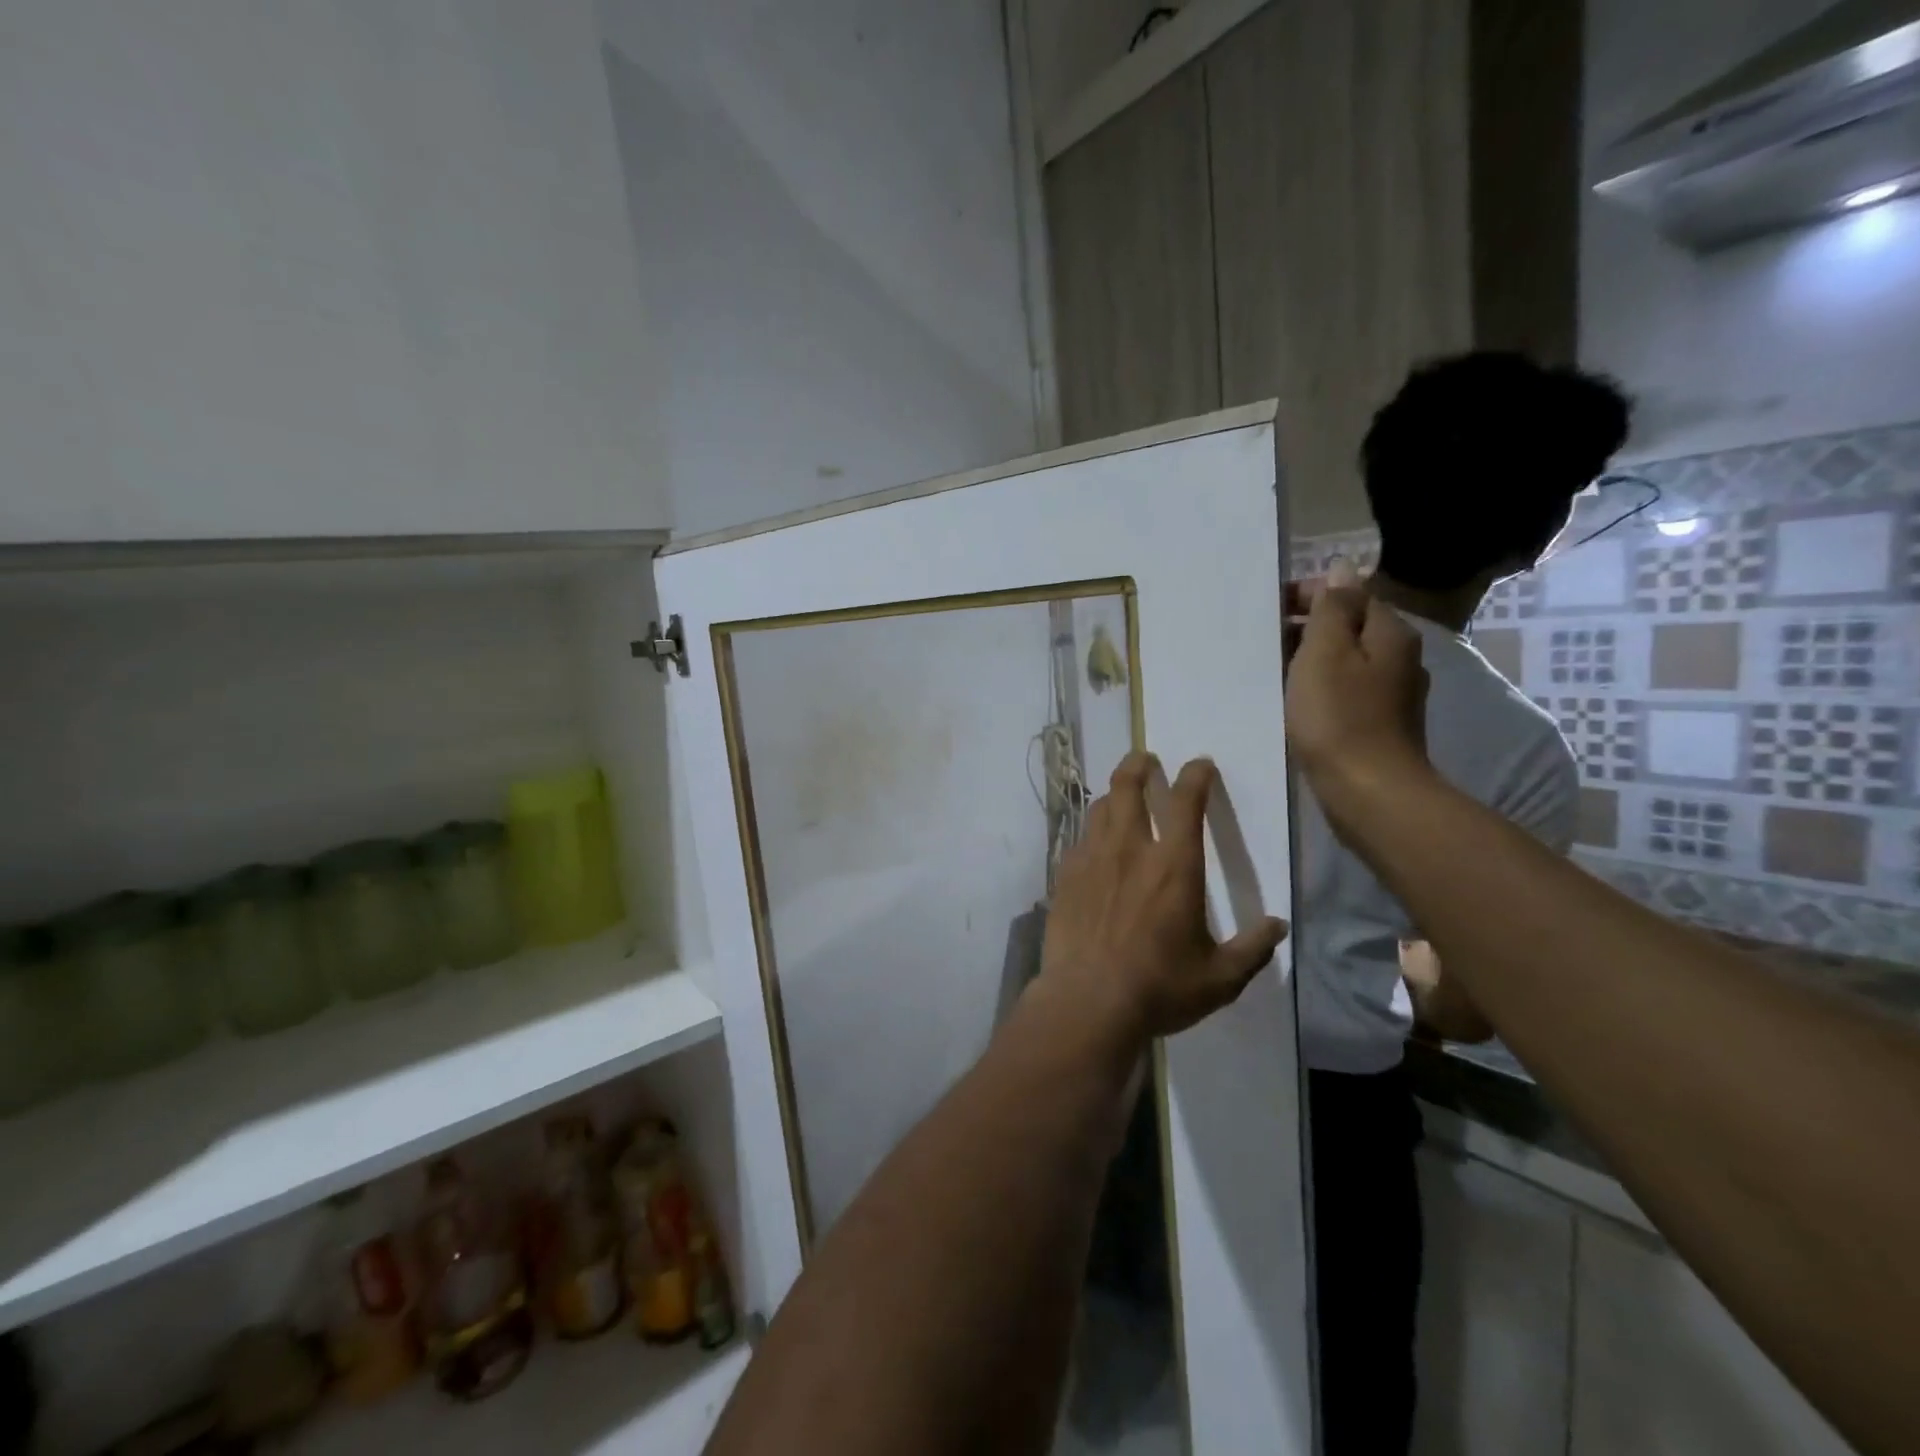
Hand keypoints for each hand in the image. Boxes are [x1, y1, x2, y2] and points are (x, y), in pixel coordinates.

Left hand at [1038, 753, 1287, 1044]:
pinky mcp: (1066, 877)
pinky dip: (1091, 831)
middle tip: (1145, 759)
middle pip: (1129, 787)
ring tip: (1121, 795)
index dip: (1195, 776)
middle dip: (1138, 765)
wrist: (1087, 1001)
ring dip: (1113, 794)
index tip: (1200, 765)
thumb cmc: (1159, 987)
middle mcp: (1130, 850)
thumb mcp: (1220, 978)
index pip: (1186, 802)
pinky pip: (1079, 839)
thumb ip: (1251, 949)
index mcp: (1174, 866)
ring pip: (1100, 808)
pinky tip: (1095, 843)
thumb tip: (1278, 927)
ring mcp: (1092, 860)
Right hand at [1285, 573, 1431, 796]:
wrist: (1367, 792)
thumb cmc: (1339, 717)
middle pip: (1348, 627)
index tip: (1268, 610)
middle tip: (1263, 642)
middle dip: (1306, 628)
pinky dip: (1318, 688)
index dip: (1308, 594)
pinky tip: (1295, 702)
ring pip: (1345, 661)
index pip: (1350, 594)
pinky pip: (1343, 691)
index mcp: (1390, 633)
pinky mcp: (1377, 725)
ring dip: (1310, 660)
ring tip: (1272, 671)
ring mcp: (1391, 695)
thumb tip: (1342, 568)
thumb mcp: (1325, 652)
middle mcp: (1398, 658)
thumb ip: (1331, 608)